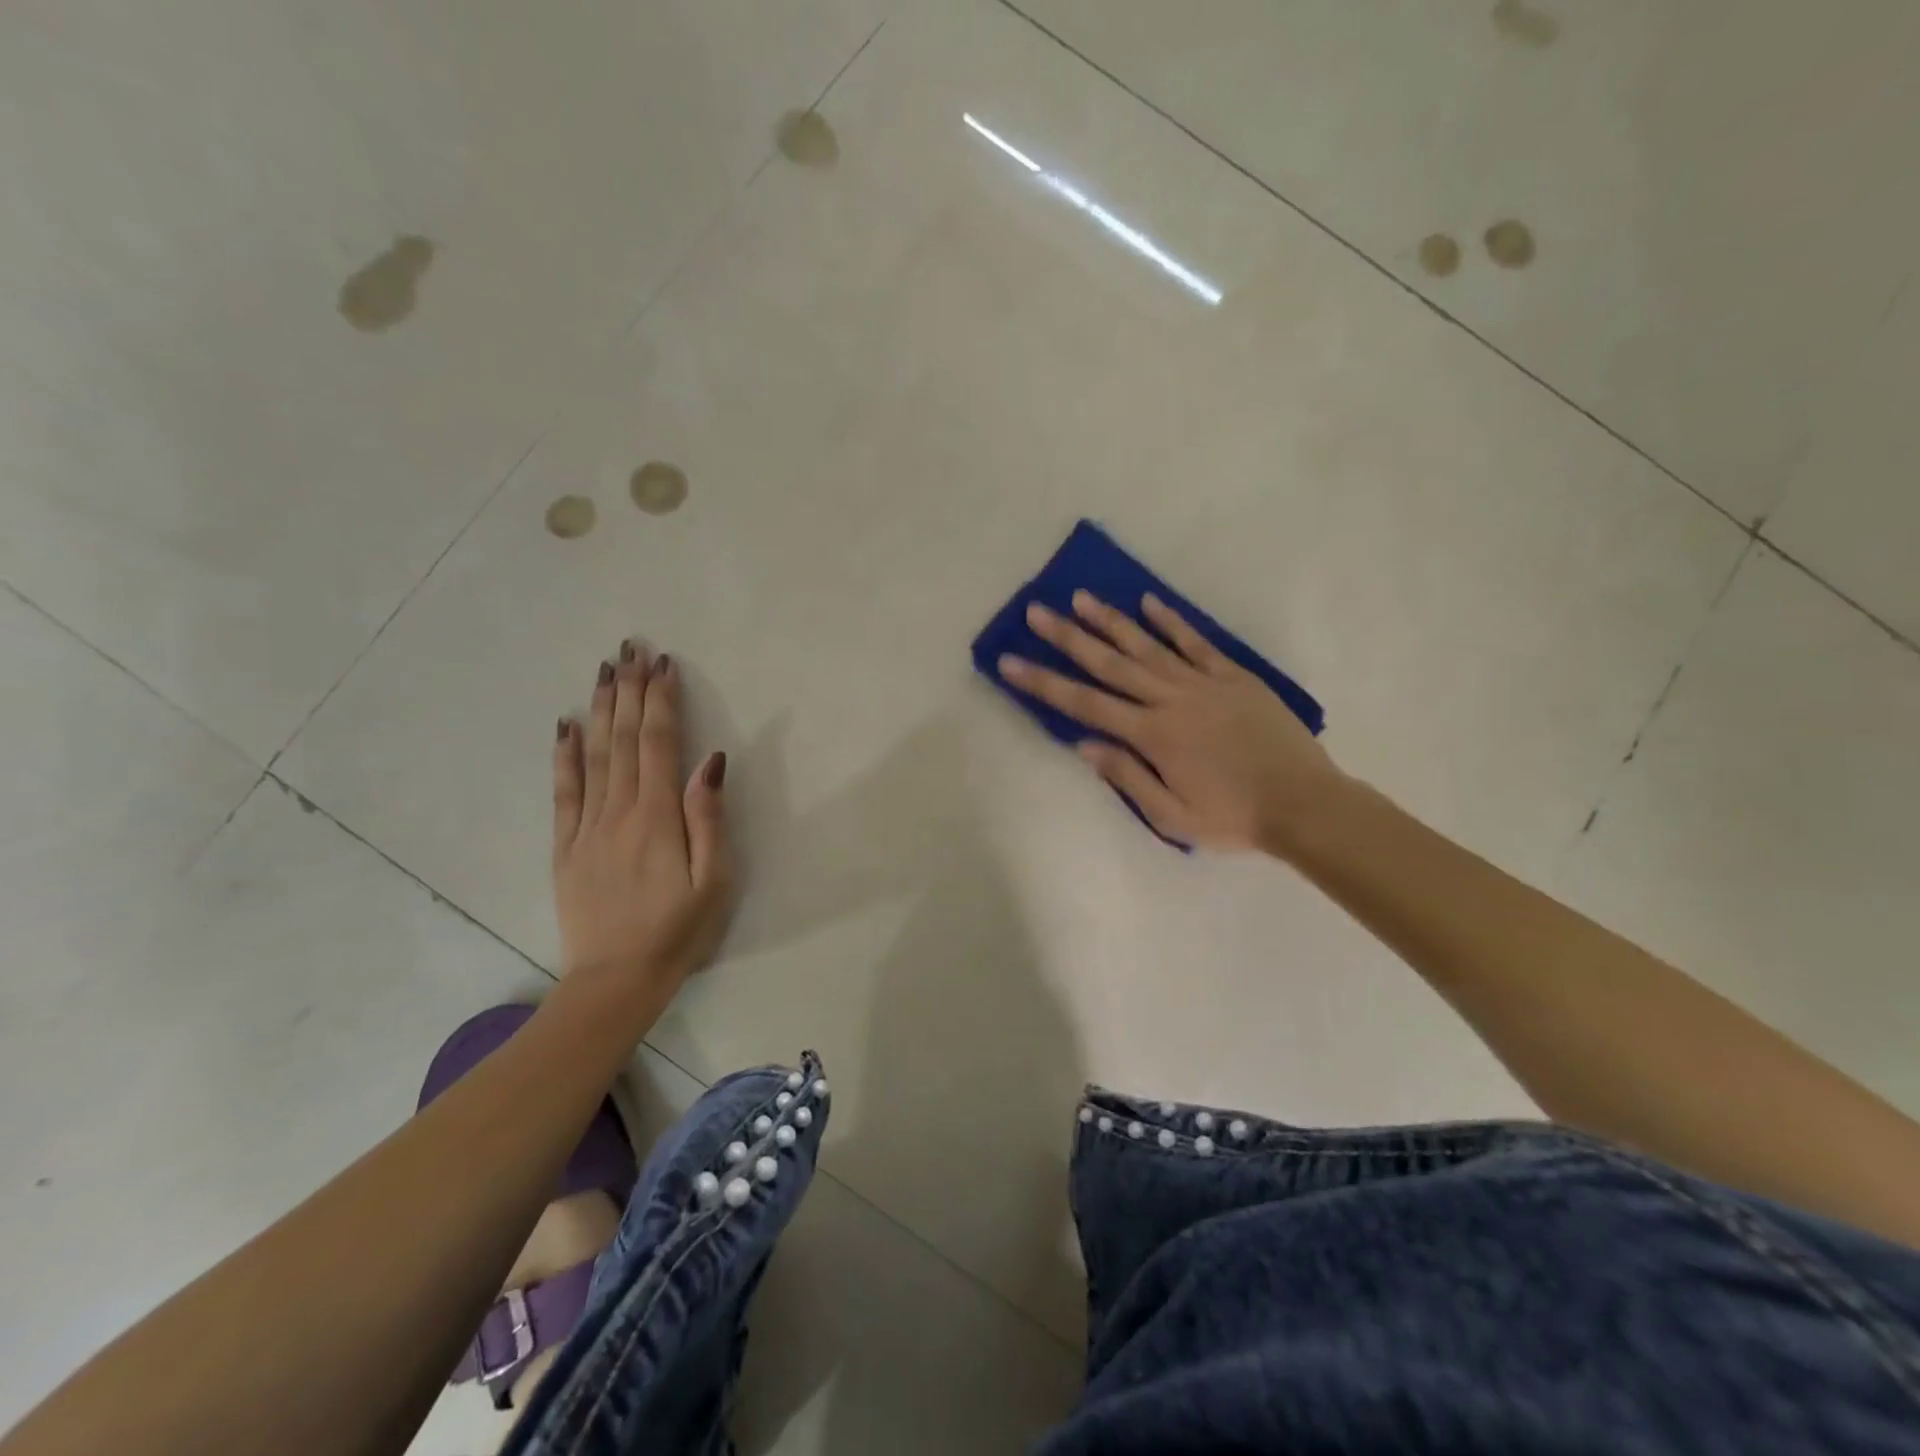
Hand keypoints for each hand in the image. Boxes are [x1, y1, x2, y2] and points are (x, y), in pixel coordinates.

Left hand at [553, 643, 733, 995]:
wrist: (614, 981)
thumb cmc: (678, 932)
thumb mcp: (714, 881)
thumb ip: (709, 819)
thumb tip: (711, 762)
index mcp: (657, 817)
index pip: (658, 744)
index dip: (661, 701)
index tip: (665, 665)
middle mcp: (618, 811)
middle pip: (624, 739)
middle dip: (630, 690)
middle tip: (632, 648)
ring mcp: (586, 827)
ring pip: (594, 755)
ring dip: (600, 708)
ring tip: (604, 670)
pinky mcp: (565, 846)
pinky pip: (563, 791)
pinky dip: (564, 755)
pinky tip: (566, 725)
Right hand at [998, 592, 1343, 853]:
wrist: (1304, 804)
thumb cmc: (1233, 818)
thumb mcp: (1172, 816)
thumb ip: (1127, 777)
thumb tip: (1084, 744)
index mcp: (1152, 736)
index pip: (1085, 704)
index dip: (1044, 683)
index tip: (1011, 662)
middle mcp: (1171, 700)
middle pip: (1109, 664)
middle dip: (1068, 638)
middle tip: (1036, 612)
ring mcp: (1204, 683)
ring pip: (1147, 645)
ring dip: (1111, 621)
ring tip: (1081, 597)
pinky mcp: (1234, 676)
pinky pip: (1196, 642)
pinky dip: (1171, 621)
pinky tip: (1149, 602)